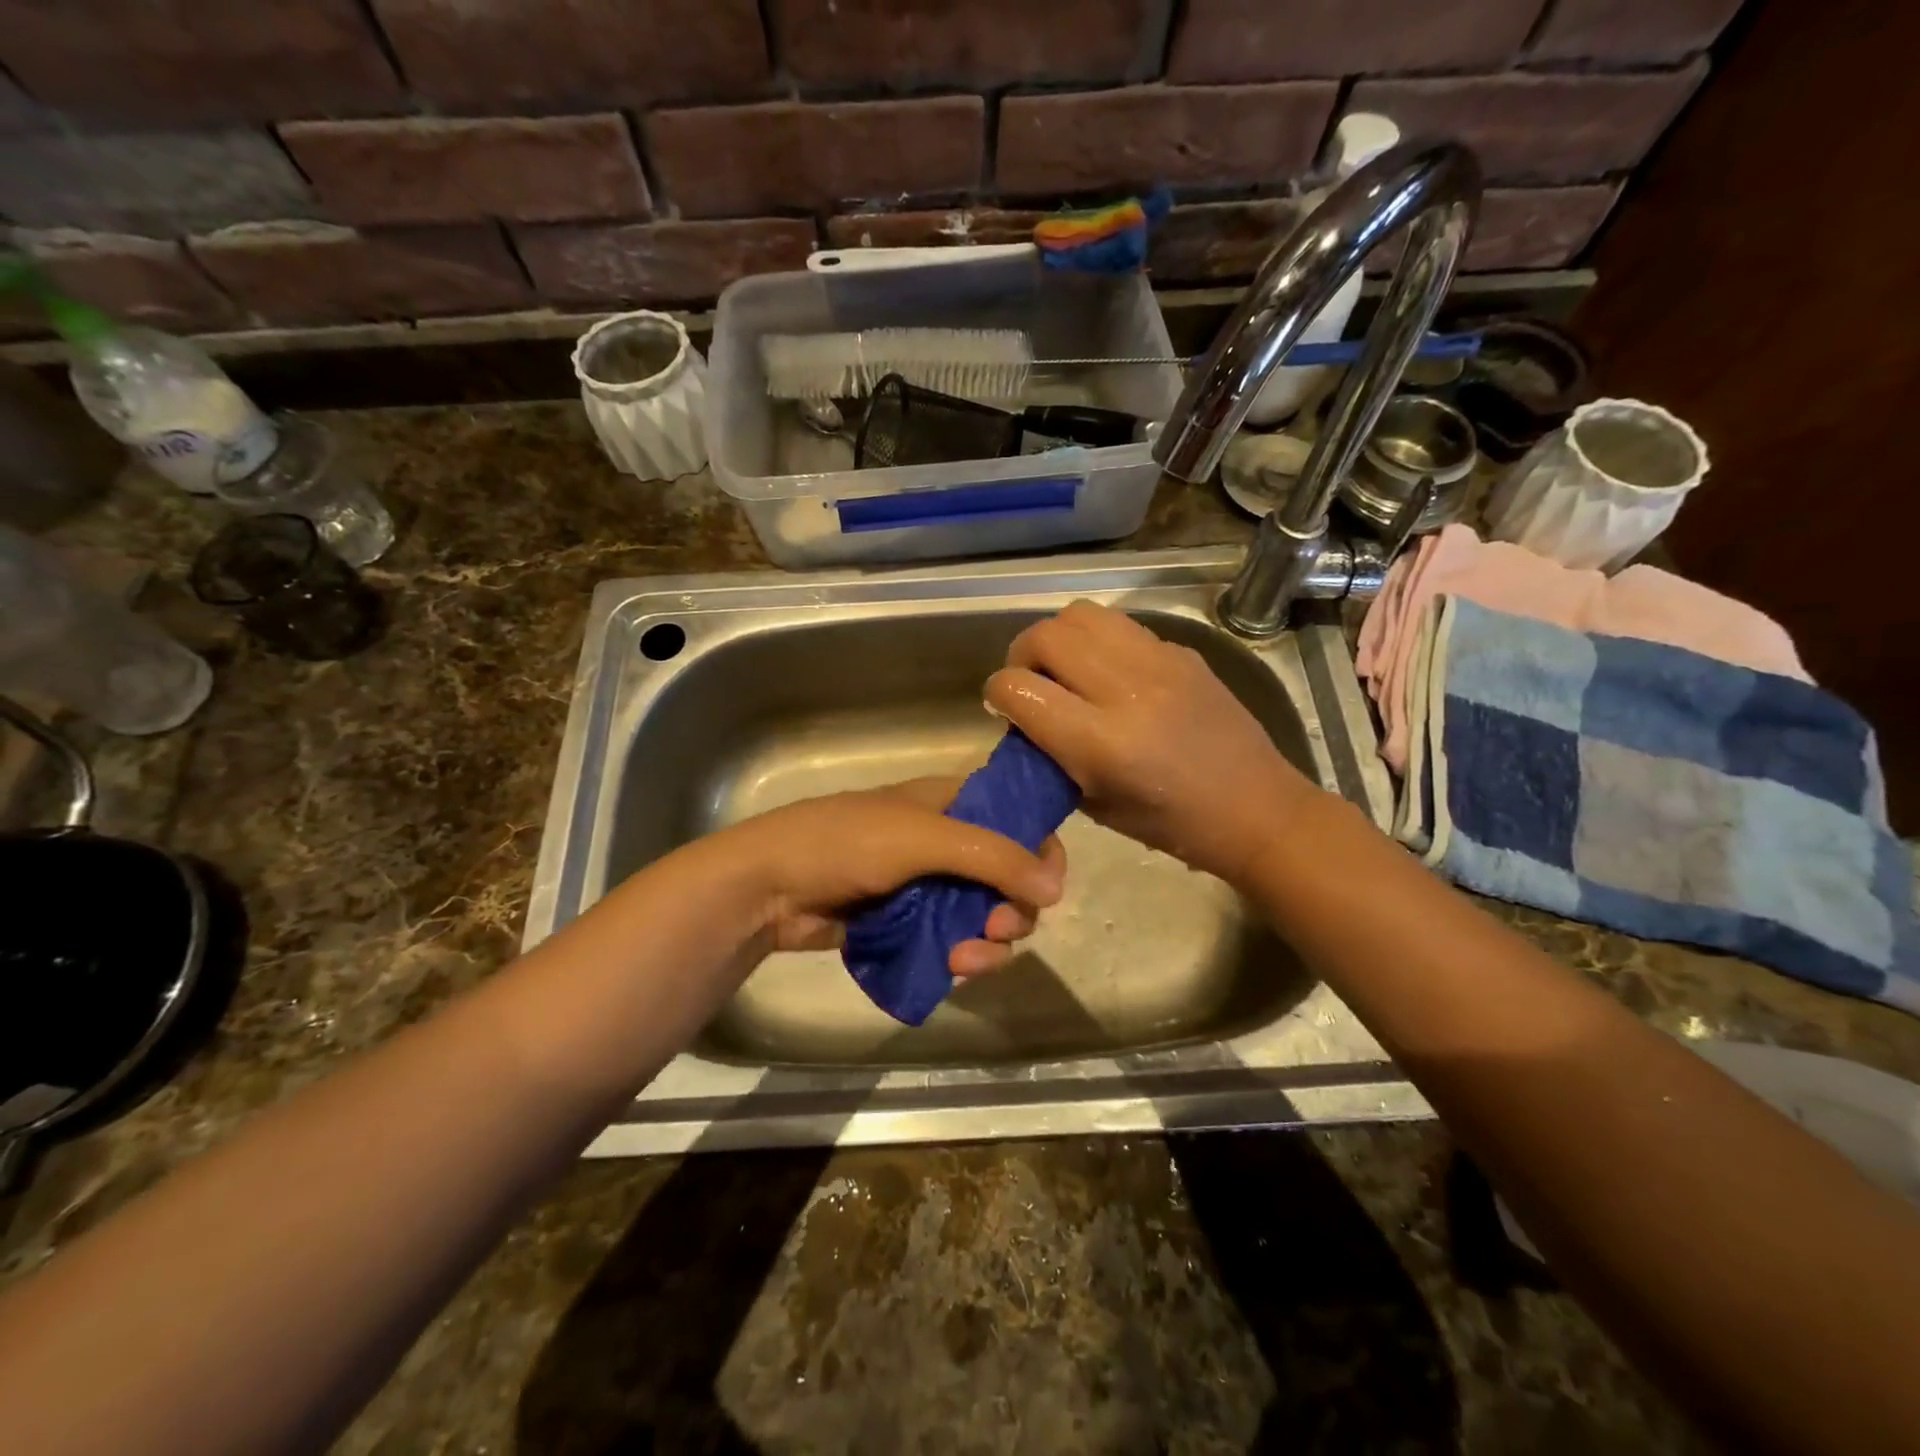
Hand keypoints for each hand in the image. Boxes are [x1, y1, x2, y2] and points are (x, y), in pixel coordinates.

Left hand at [714, 778, 1066, 975]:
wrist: (768, 885)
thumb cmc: (844, 842)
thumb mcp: (922, 838)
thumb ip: (992, 857)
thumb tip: (1056, 888)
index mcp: (953, 803)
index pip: (1019, 818)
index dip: (1040, 850)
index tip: (1045, 887)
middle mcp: (948, 841)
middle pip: (1009, 876)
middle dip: (1012, 908)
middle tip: (996, 928)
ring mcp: (929, 885)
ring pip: (985, 915)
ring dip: (988, 942)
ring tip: (964, 959)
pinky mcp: (910, 923)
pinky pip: (955, 940)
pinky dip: (962, 955)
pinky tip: (951, 968)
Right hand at [986, 602, 1320, 885]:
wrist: (1256, 808)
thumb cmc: (1172, 825)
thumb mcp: (1095, 805)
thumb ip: (1052, 756)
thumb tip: (1024, 719)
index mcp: (1102, 743)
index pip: (1019, 689)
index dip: (998, 694)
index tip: (1003, 708)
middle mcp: (1126, 691)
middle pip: (1045, 636)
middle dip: (1021, 656)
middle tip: (1030, 683)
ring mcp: (1158, 663)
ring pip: (1080, 614)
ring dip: (1058, 638)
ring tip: (1065, 668)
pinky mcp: (1181, 651)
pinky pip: (1120, 625)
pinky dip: (1098, 641)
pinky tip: (1108, 672)